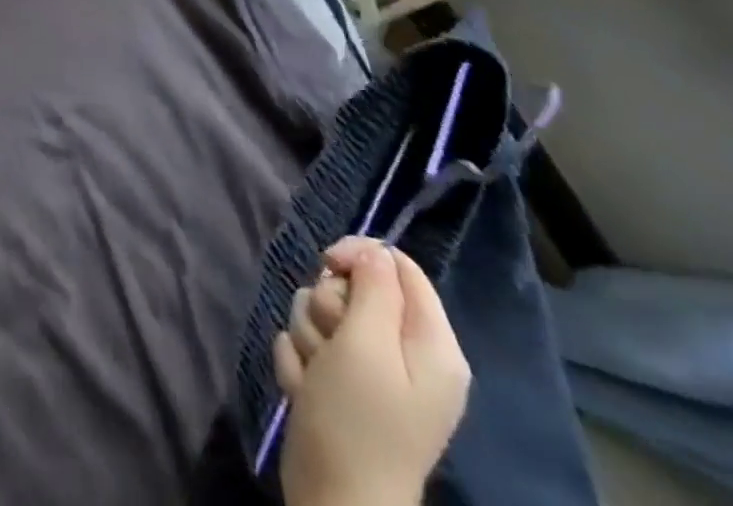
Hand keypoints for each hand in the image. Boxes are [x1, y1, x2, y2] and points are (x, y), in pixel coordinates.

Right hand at [274, 237, 469, 505]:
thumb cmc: (356, 421)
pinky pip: (309, 344)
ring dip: (309, 335)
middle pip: (354, 286)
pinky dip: (301, 362)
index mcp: (431, 344)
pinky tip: (305, 389)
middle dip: (329, 304)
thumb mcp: (365, 345)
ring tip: (316, 374)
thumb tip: (373, 252)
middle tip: (330, 340)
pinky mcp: (340, 385)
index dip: (360, 255)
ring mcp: (371, 371)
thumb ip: (373, 288)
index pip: (398, 265)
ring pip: (324, 311)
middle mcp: (405, 353)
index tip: (328, 264)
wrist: (333, 504)